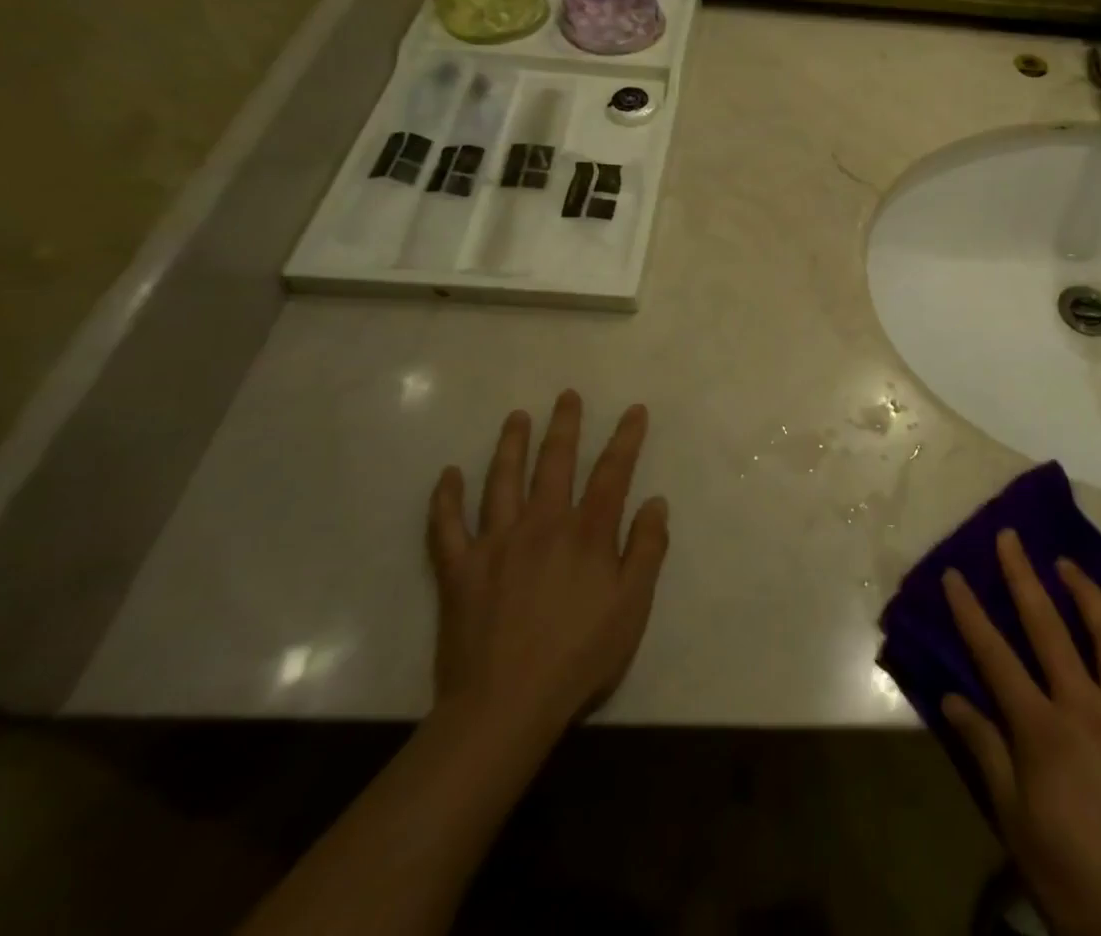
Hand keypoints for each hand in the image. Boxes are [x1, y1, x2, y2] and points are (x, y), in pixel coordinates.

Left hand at [426, 391, 669, 766]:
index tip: (634, 410)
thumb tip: (655, 501)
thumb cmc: (579, 655)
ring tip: (516, 416)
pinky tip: (448, 475)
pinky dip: (445, 498)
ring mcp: (495, 543)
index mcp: (587, 532)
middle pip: (554, 462)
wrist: (505, 705)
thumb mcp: (632, 605)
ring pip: (502, 480)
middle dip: (564, 426)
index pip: (612, 472)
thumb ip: (647, 549)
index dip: (626, 438)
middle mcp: (541, 524)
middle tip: (567, 396)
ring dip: (510, 444)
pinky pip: (447, 526)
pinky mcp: (459, 569)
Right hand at [942, 530, 1100, 935]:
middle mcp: (1087, 707)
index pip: (995, 656)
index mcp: (1043, 731)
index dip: (970, 612)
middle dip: (1023, 576)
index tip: (954, 574)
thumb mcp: (1016, 824)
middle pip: (1048, 627)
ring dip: (1086, 593)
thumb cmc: (1076, 880)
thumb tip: (953, 698)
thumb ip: (986, 752)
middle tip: (1010, 536)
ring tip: (1067, 565)